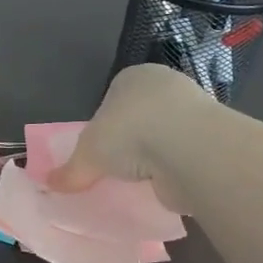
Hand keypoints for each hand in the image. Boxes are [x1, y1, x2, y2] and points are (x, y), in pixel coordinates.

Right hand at [45, 64, 217, 204]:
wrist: (189, 149)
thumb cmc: (129, 134)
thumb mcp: (88, 155)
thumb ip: (70, 171)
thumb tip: (50, 185)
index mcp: (133, 77)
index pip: (113, 97)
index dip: (103, 124)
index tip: (98, 149)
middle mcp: (165, 86)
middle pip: (140, 116)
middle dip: (130, 141)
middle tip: (116, 168)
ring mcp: (193, 110)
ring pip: (165, 135)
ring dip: (154, 156)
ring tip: (139, 181)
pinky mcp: (212, 138)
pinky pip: (184, 155)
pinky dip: (174, 170)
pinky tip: (163, 185)